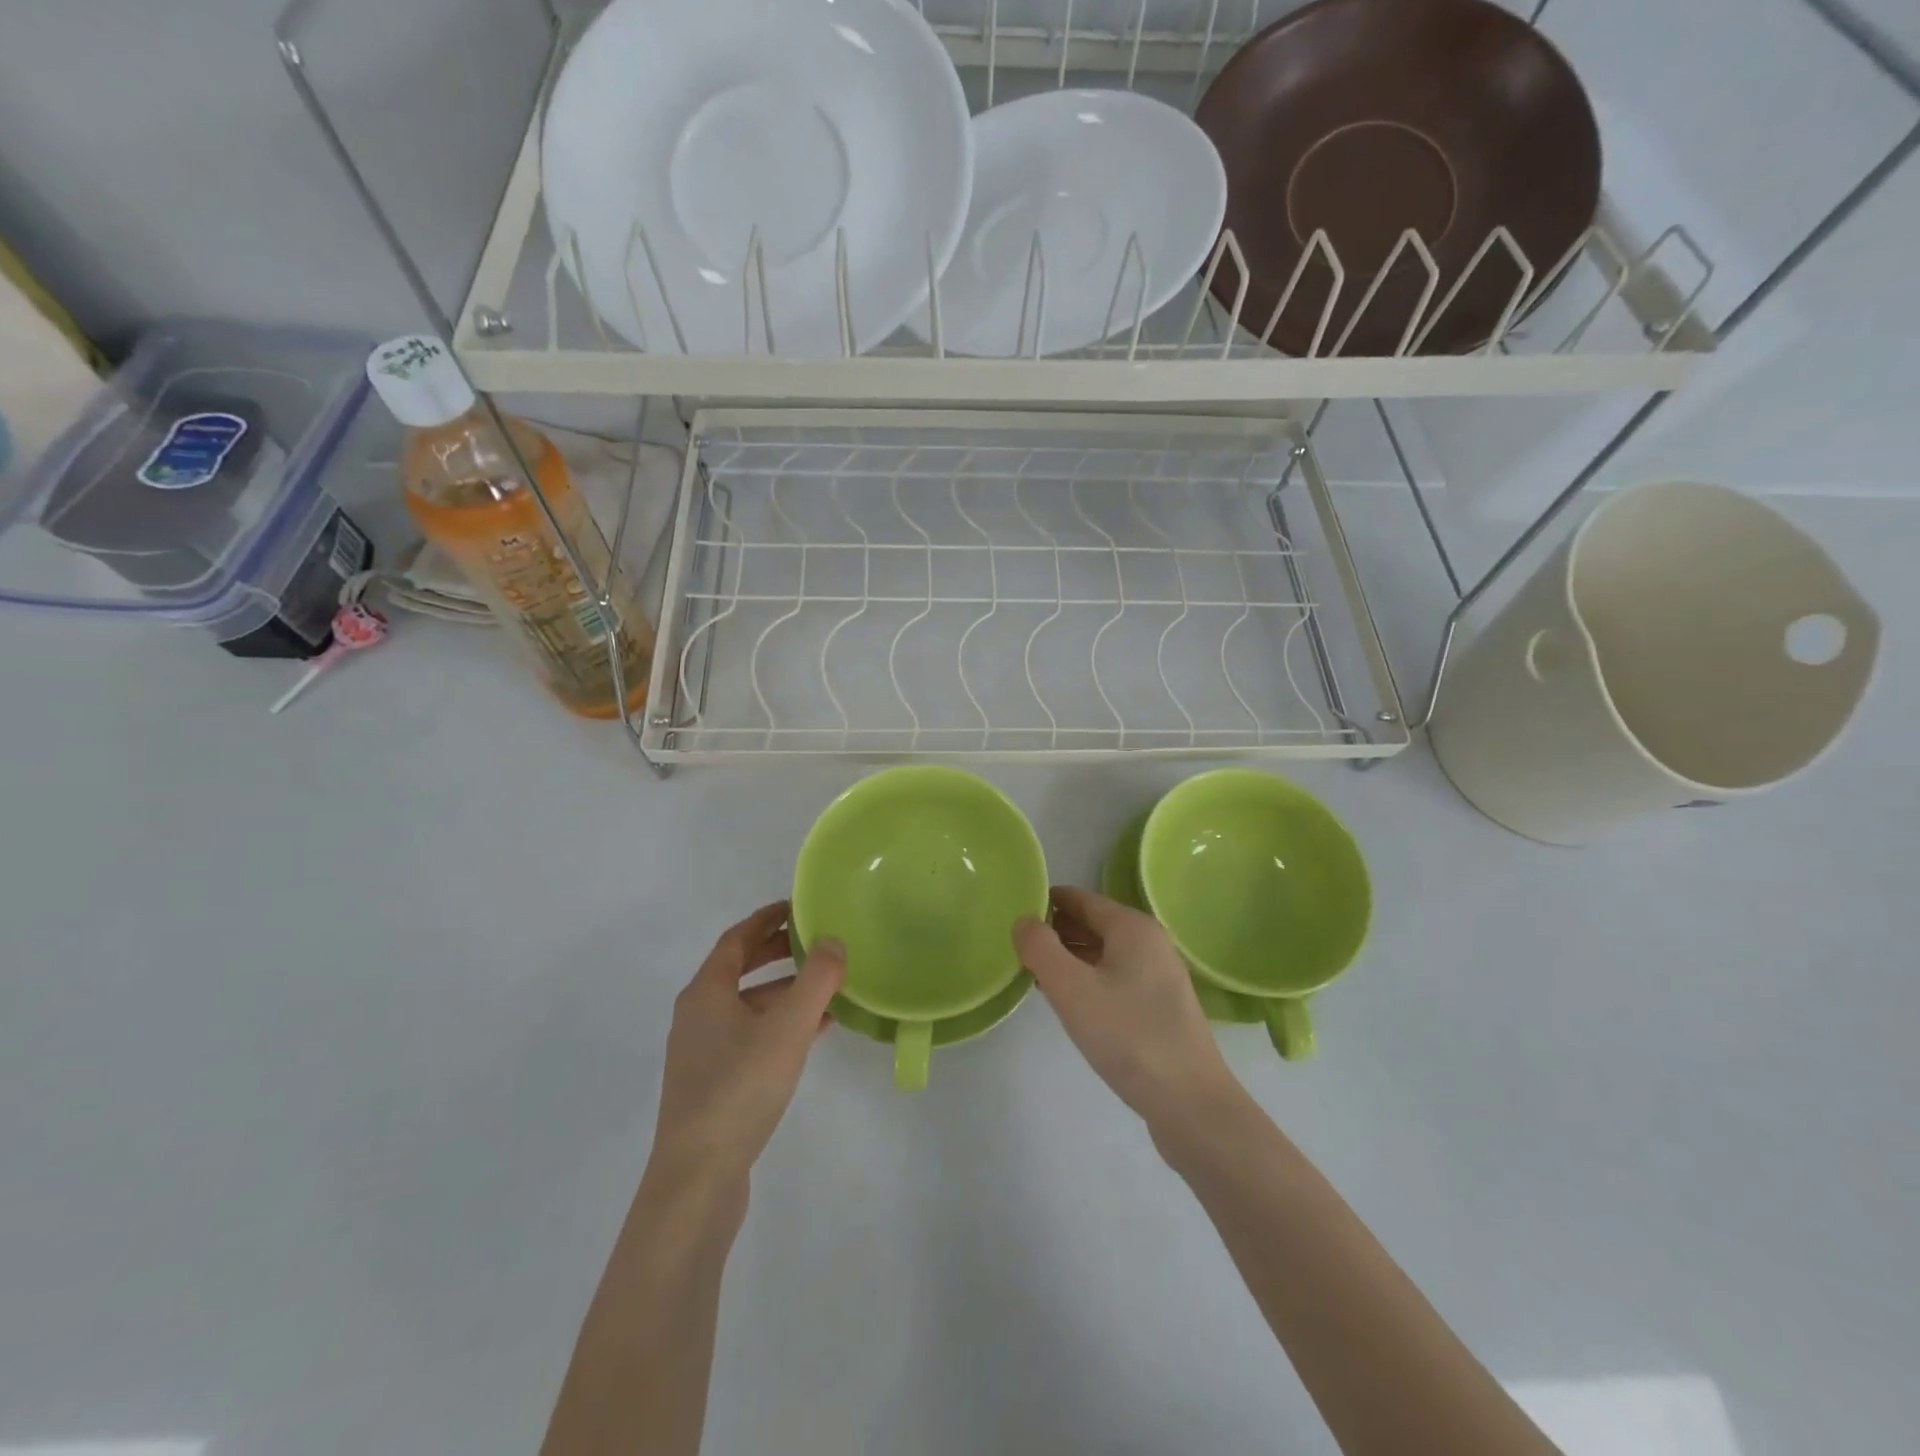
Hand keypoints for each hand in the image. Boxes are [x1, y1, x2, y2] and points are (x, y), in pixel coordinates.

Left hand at [648, 902, 845, 1193]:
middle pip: (740, 968)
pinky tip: (814, 1032)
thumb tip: (834, 940)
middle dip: (778, 951)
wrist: (698, 1178)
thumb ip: (816, 979)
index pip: (737, 938)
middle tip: (818, 940)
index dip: (768, 918)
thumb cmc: (740, 1088)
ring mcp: (703, 1051)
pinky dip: (780, 1022)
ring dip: (784, 989)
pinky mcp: (713, 1082)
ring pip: (748, 1004)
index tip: (800, 906)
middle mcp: (698, 1014)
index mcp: (706, 992)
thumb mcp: (788, 1026)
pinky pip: (751, 1034)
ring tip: (827, 985)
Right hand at [1015, 886, 1244, 1135]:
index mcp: (1132, 926)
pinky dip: (1088, 980)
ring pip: (1103, 953)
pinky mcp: (1160, 1006)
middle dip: (1054, 932)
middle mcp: (1149, 942)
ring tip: (1034, 975)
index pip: (1078, 899)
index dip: (1044, 903)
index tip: (1012, 916)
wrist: (1190, 1103)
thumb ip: (1040, 949)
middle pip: (1092, 923)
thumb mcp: (1072, 989)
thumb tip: (1023, 921)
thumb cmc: (1128, 1036)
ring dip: (1069, 959)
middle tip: (1016, 950)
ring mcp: (1159, 975)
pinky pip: (1115, 977)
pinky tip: (1069, 1003)